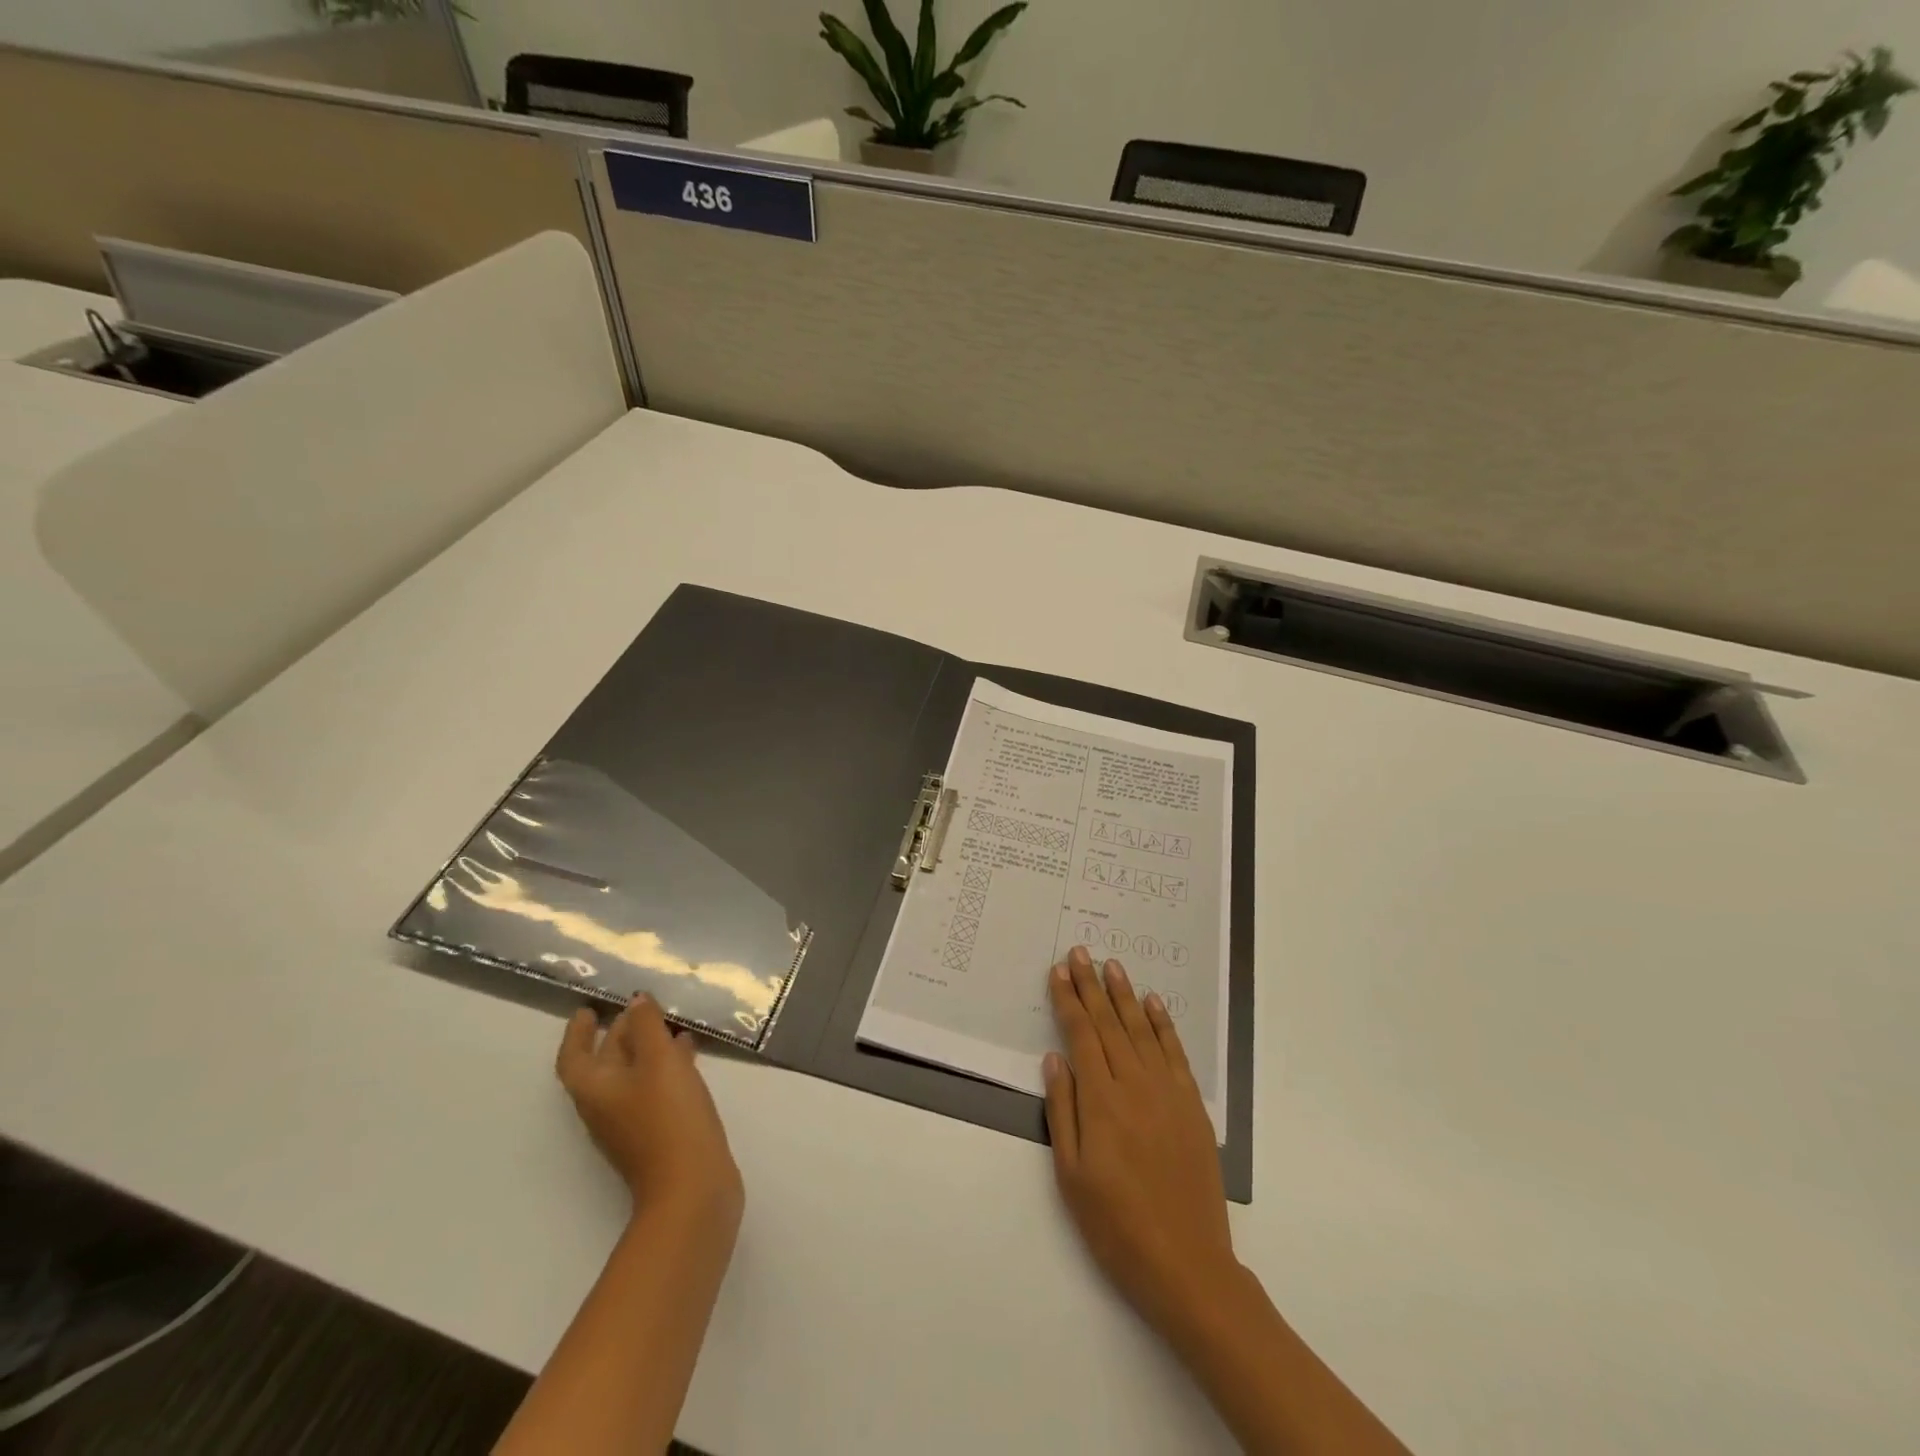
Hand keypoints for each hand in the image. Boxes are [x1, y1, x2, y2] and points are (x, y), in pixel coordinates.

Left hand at [556, 996, 743, 1227]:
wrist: (691, 1186)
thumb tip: (636, 1001)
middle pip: (605, 1063)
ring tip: (671, 1023)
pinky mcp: (659, 1132)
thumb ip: (647, 1026)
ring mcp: (632, 1123)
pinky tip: (690, 1055)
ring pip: (633, 1075)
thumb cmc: (668, 1117)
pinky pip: (655, 1088)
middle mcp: (607, 1107)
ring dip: (646, 1048)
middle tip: (641, 1007)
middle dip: (620, 1033)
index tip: (588, 1009)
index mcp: (596, 1089)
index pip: (575, 1056)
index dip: (578, 1032)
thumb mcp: (659, 1061)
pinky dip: (666, 1066)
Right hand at [1043, 945, 1236, 1331]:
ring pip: (1141, 1030)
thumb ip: (1063, 1110)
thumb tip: (1054, 1059)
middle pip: (1109, 1023)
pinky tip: (1152, 1004)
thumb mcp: (1072, 1175)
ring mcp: (1168, 1093)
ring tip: (1112, 965)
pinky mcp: (1193, 1106)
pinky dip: (1163, 1025)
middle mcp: (1135, 1085)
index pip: (1081, 1035)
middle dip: (1091, 985)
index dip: (1068, 1000)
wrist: (1187, 1264)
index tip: (1057, 972)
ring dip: (1125, 995)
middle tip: (1080, 952)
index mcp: (1101, 1100)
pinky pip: (1175, 1053)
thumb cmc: (1117, 1225)